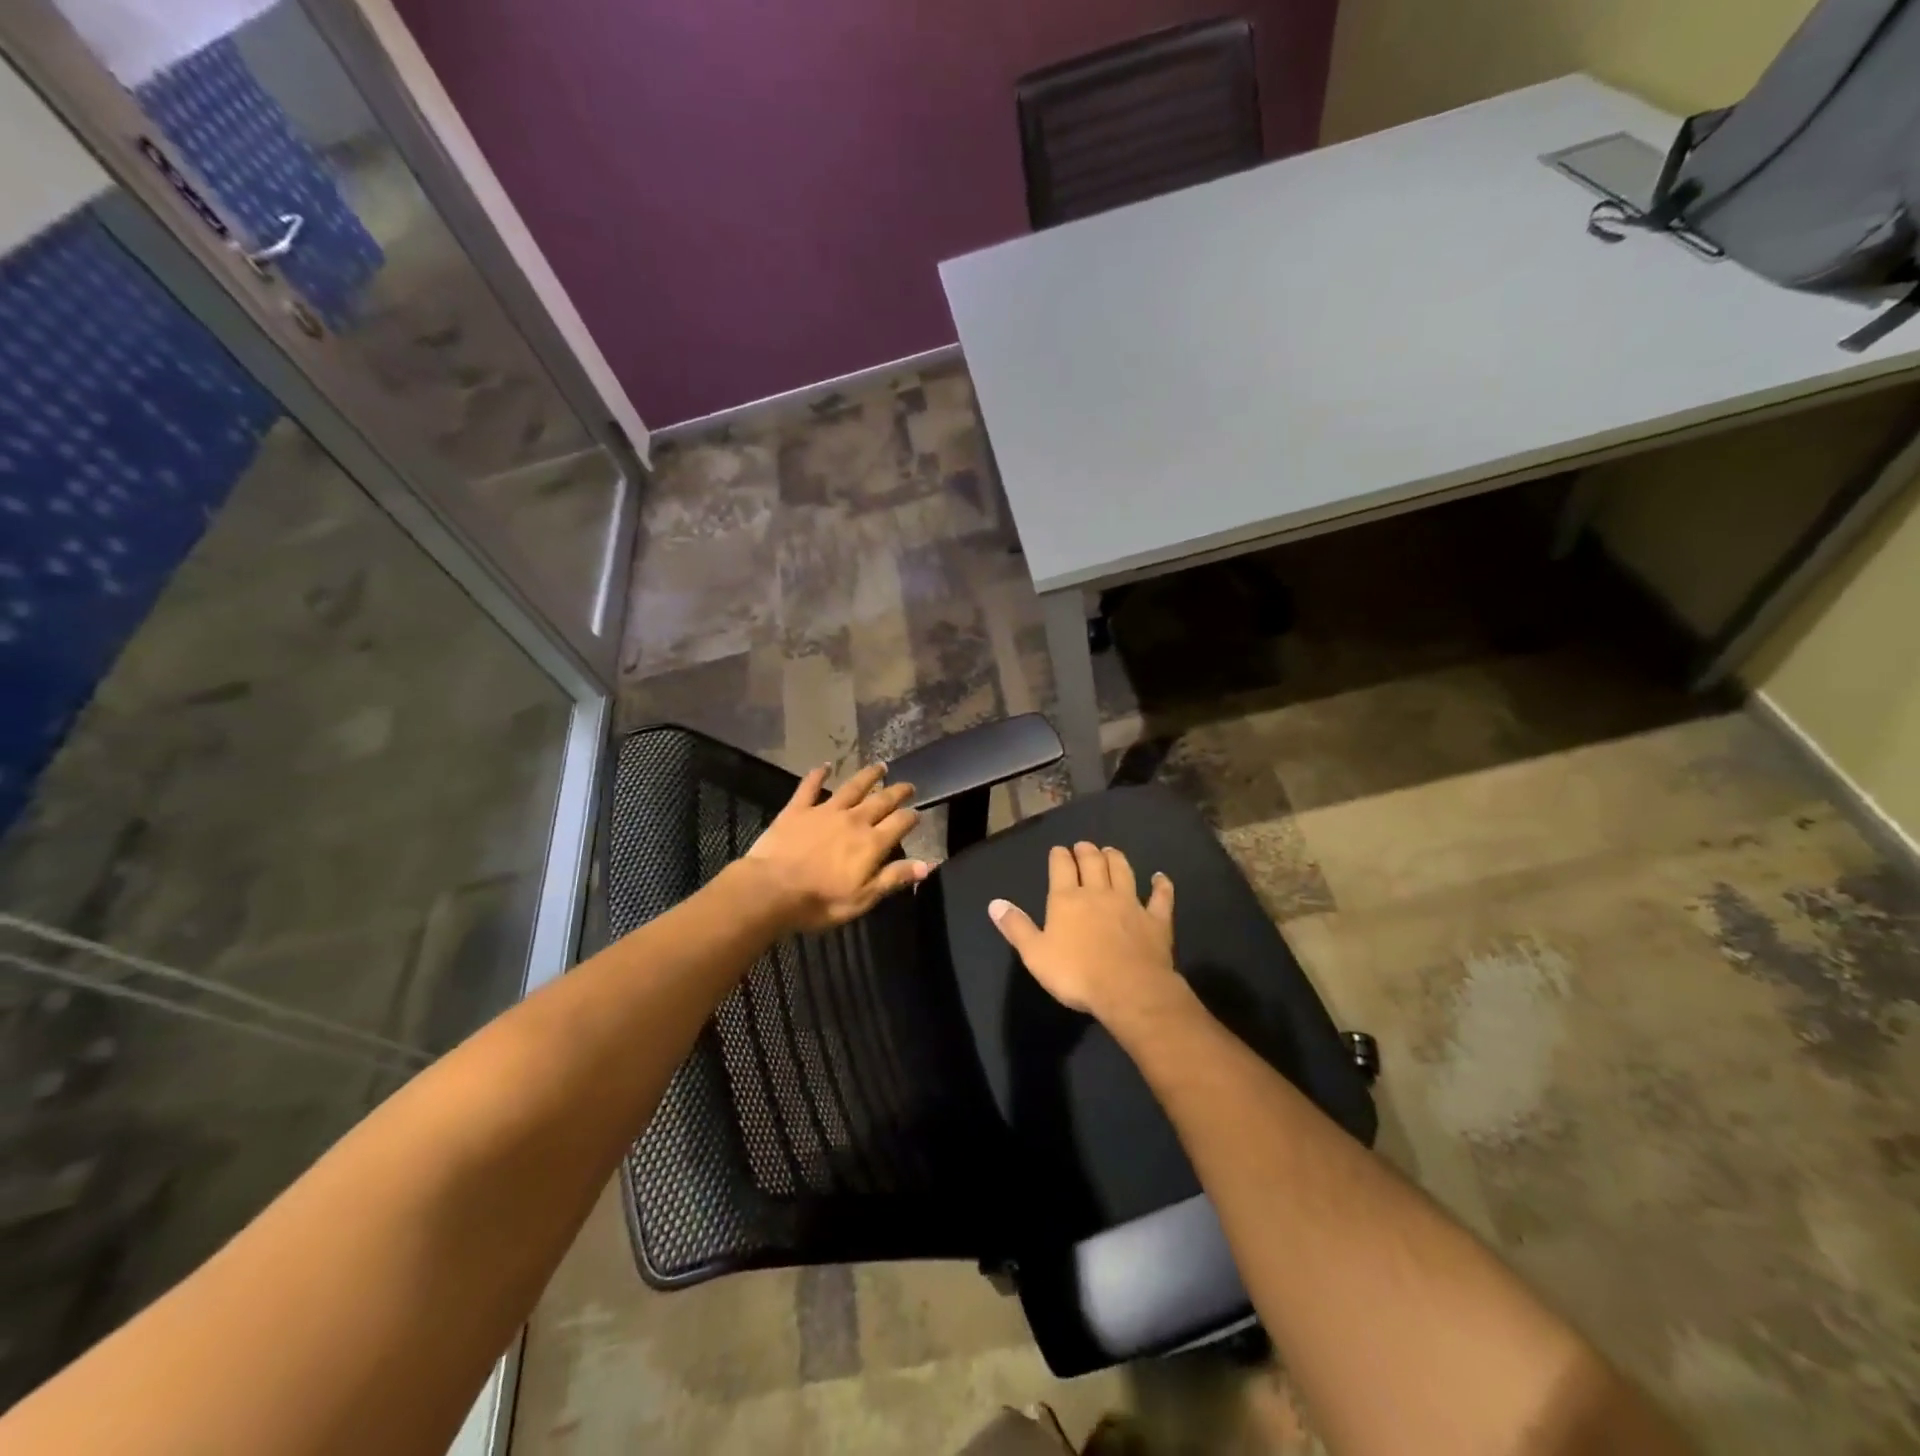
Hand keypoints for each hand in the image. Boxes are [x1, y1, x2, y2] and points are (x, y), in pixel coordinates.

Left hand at [741, 764, 930, 932]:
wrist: (772, 890)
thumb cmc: (820, 901)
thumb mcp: (863, 898)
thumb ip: (894, 877)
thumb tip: (928, 864)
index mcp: (872, 842)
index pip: (900, 823)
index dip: (911, 817)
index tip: (917, 814)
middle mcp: (853, 820)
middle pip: (881, 800)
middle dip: (897, 792)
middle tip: (907, 785)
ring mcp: (825, 811)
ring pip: (852, 787)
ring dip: (868, 776)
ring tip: (880, 766)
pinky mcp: (798, 809)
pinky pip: (810, 786)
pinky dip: (818, 774)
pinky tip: (825, 766)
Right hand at [987, 843, 1180, 1019]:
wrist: (1128, 989)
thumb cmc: (1076, 974)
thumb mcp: (1035, 954)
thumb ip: (1016, 927)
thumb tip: (995, 903)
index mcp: (1067, 899)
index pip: (1061, 866)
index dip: (1059, 856)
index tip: (1058, 851)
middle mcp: (1098, 893)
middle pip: (1093, 862)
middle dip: (1087, 851)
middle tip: (1084, 846)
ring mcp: (1130, 903)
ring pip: (1123, 871)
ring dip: (1116, 858)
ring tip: (1111, 851)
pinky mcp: (1156, 919)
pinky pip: (1160, 897)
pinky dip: (1161, 885)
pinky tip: (1161, 878)